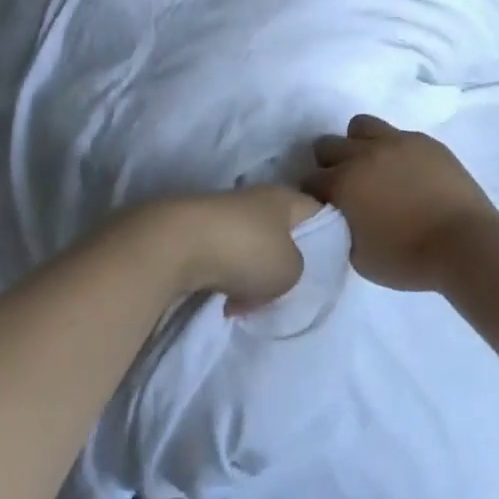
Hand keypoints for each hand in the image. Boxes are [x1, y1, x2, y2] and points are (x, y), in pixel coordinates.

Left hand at [159, 186, 319, 309]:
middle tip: (283, 290)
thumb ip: (297, 269)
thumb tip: (274, 270)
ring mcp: (220, 213)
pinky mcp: (192, 231)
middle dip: (281, 262)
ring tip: (246, 301)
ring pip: (248, 247)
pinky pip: (220, 257)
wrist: (173, 246)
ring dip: (249, 274)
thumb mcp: (291, 270)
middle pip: (280, 233)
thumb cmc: (245, 251)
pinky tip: (220, 299)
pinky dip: (223, 277)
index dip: (326, 238)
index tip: (324, 266)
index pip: (317, 212)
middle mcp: (253, 198)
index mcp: (284, 197)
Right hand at [306, 116, 498, 292]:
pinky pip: (398, 134)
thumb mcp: (358, 257)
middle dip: (329, 164)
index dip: (312, 194)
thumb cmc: (408, 258)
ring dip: (358, 144)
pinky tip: (406, 171)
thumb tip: (340, 216)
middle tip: (345, 187)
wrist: (464, 243)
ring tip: (372, 167)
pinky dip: (393, 149)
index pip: (309, 179)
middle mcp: (363, 154)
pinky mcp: (425, 142)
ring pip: (361, 126)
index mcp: (343, 183)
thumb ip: (340, 229)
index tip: (323, 206)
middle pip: (328, 145)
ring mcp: (397, 142)